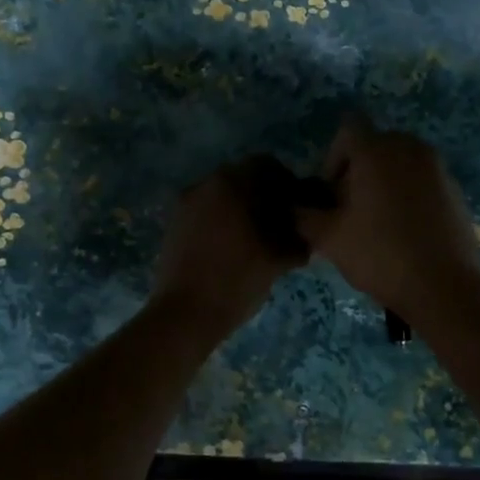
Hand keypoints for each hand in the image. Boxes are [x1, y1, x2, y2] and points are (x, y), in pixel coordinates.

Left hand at [152, 158, 306, 338]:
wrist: (185, 313)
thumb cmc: (237, 280)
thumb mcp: (279, 258)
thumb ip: (297, 236)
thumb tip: (305, 231)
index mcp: (233, 183)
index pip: (268, 165)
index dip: (287, 184)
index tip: (296, 209)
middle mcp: (206, 183)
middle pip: (243, 178)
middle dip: (263, 196)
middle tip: (280, 225)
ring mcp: (186, 203)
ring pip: (222, 195)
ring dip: (241, 209)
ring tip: (256, 240)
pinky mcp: (174, 223)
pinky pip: (205, 211)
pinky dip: (221, 221)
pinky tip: (231, 249)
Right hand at [294, 117, 479, 321]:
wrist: (443, 286)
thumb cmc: (380, 255)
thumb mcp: (328, 239)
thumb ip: (303, 216)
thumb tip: (296, 207)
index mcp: (377, 151)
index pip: (348, 130)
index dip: (333, 158)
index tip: (332, 193)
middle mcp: (410, 148)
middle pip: (375, 146)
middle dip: (358, 171)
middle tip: (350, 210)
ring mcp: (438, 167)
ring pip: (400, 163)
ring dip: (384, 182)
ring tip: (377, 222)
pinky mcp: (455, 190)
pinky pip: (422, 181)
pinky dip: (409, 195)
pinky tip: (404, 231)